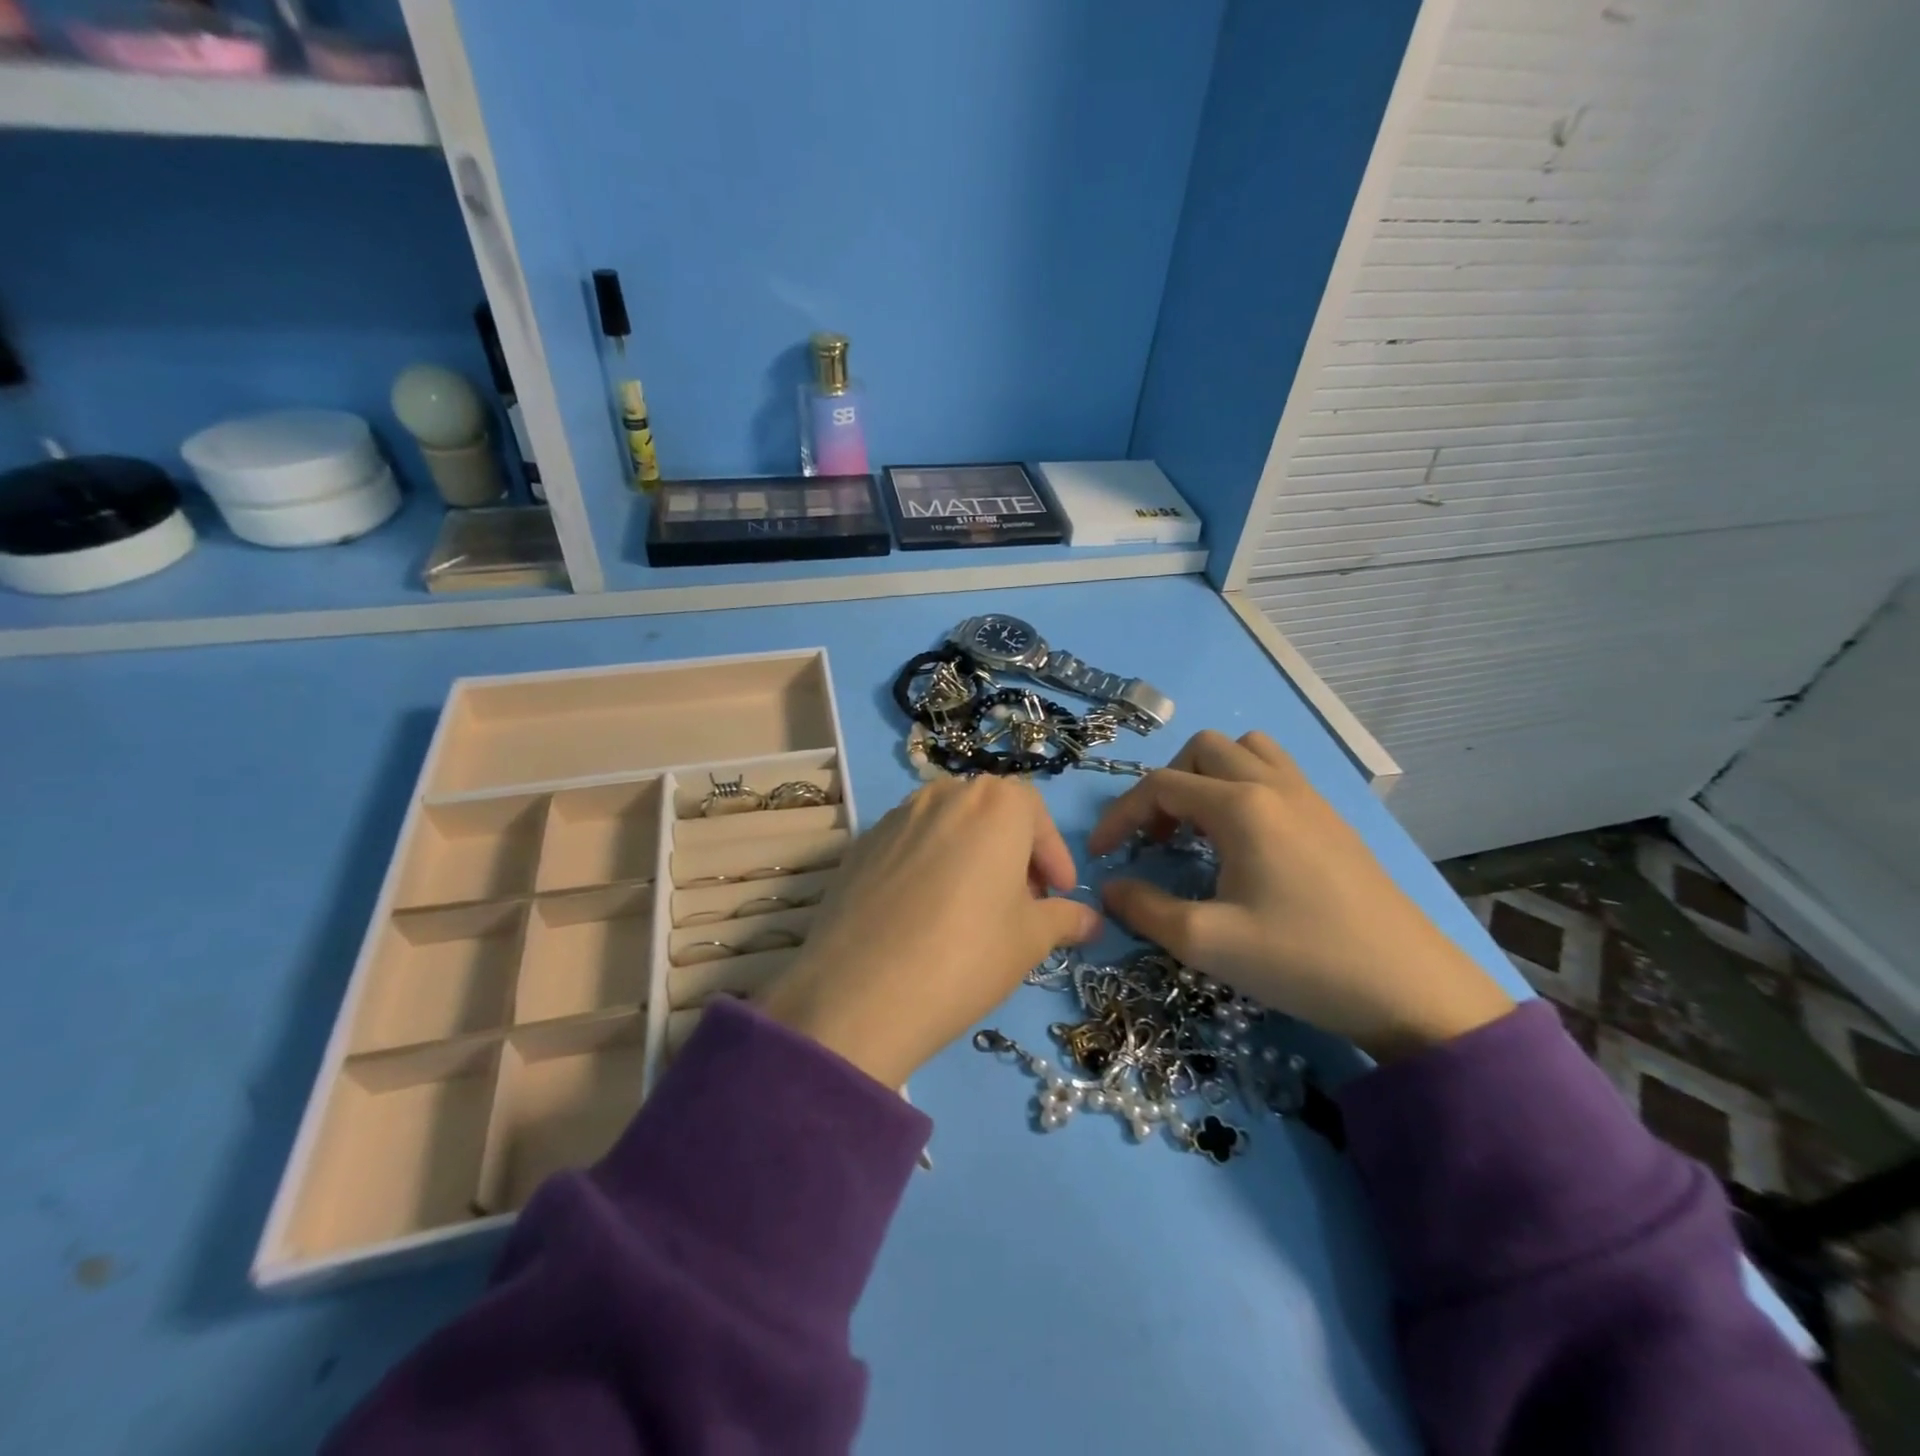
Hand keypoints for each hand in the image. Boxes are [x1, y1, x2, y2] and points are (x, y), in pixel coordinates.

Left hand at [758, 777, 1101, 1087]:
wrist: (862, 992)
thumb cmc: (968, 954)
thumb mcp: (1030, 940)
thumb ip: (1065, 919)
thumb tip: (1091, 920)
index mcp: (995, 803)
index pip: (1036, 814)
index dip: (1052, 856)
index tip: (1058, 895)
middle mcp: (944, 793)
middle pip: (990, 813)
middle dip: (1013, 853)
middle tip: (1020, 903)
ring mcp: (896, 815)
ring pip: (948, 826)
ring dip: (969, 855)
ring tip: (972, 908)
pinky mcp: (861, 844)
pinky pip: (909, 844)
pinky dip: (928, 866)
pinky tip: (924, 914)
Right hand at [1089, 730, 1513, 1062]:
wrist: (1411, 989)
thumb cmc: (1302, 960)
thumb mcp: (1208, 942)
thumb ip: (1145, 908)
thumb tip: (1109, 887)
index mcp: (1242, 807)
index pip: (1160, 786)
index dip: (1120, 815)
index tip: (1101, 854)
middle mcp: (1274, 786)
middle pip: (1203, 750)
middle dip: (1165, 786)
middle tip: (1156, 837)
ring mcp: (1310, 798)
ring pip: (1246, 750)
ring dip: (1209, 775)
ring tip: (1199, 826)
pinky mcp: (1332, 819)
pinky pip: (1277, 772)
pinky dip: (1244, 785)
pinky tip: (1244, 840)